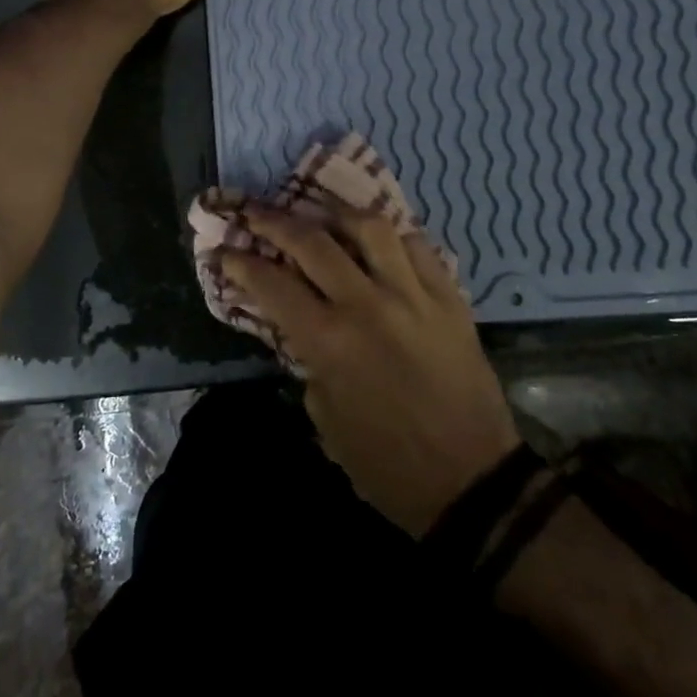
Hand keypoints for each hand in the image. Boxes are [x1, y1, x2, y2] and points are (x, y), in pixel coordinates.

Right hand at [222, 204, 521, 537]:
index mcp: (329, 341)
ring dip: (336, 215)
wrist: (471, 482)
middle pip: (312, 242)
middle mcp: (367, 305)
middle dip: (275, 222)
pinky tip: (379, 239)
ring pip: (370, 228)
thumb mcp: (325, 417)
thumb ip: (308, 361)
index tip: (225, 249)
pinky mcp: (450, 299)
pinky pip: (419, 247)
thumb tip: (300, 325)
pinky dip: (393, 237)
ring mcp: (413, 295)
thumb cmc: (385, 464)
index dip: (241, 262)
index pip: (272, 284)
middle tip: (256, 213)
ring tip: (322, 215)